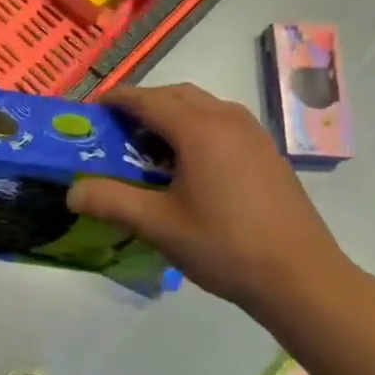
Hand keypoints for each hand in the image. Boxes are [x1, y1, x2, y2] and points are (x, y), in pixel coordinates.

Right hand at [68, 84, 357, 313]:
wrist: (303, 279)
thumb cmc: (226, 247)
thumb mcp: (158, 225)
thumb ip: (111, 201)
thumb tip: (71, 192)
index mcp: (199, 129)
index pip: (147, 99)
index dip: (115, 99)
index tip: (90, 108)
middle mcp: (227, 119)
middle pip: (175, 95)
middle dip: (142, 104)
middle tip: (116, 128)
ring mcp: (253, 134)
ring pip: (202, 106)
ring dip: (171, 114)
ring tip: (149, 145)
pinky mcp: (268, 153)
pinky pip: (222, 122)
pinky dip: (195, 127)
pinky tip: (188, 164)